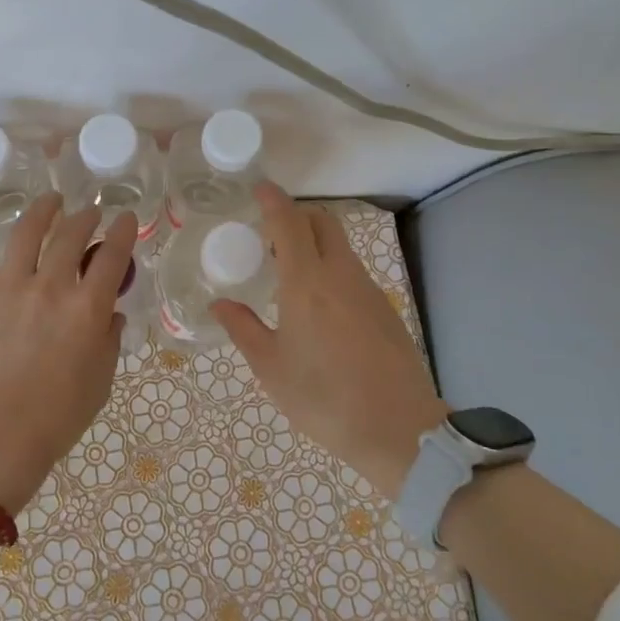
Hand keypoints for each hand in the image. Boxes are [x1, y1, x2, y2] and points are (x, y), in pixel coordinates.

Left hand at [0, 191, 136, 512]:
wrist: (0, 436)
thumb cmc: (59, 415)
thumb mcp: (102, 377)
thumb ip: (110, 338)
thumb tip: (112, 313)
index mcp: (88, 307)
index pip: (113, 255)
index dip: (122, 231)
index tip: (125, 219)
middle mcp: (51, 285)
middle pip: (73, 235)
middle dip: (87, 217)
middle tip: (90, 213)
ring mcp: (8, 285)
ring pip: (27, 230)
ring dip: (44, 208)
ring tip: (52, 200)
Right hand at [213, 183, 446, 499]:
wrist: (399, 431)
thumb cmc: (324, 399)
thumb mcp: (271, 368)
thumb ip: (244, 329)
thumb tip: (219, 304)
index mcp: (306, 283)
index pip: (289, 222)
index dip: (273, 200)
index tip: (259, 189)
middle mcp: (340, 275)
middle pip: (322, 222)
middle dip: (296, 215)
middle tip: (270, 236)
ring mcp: (368, 289)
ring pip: (340, 245)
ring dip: (314, 242)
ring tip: (289, 272)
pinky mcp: (384, 307)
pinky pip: (352, 270)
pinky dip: (331, 267)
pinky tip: (318, 303)